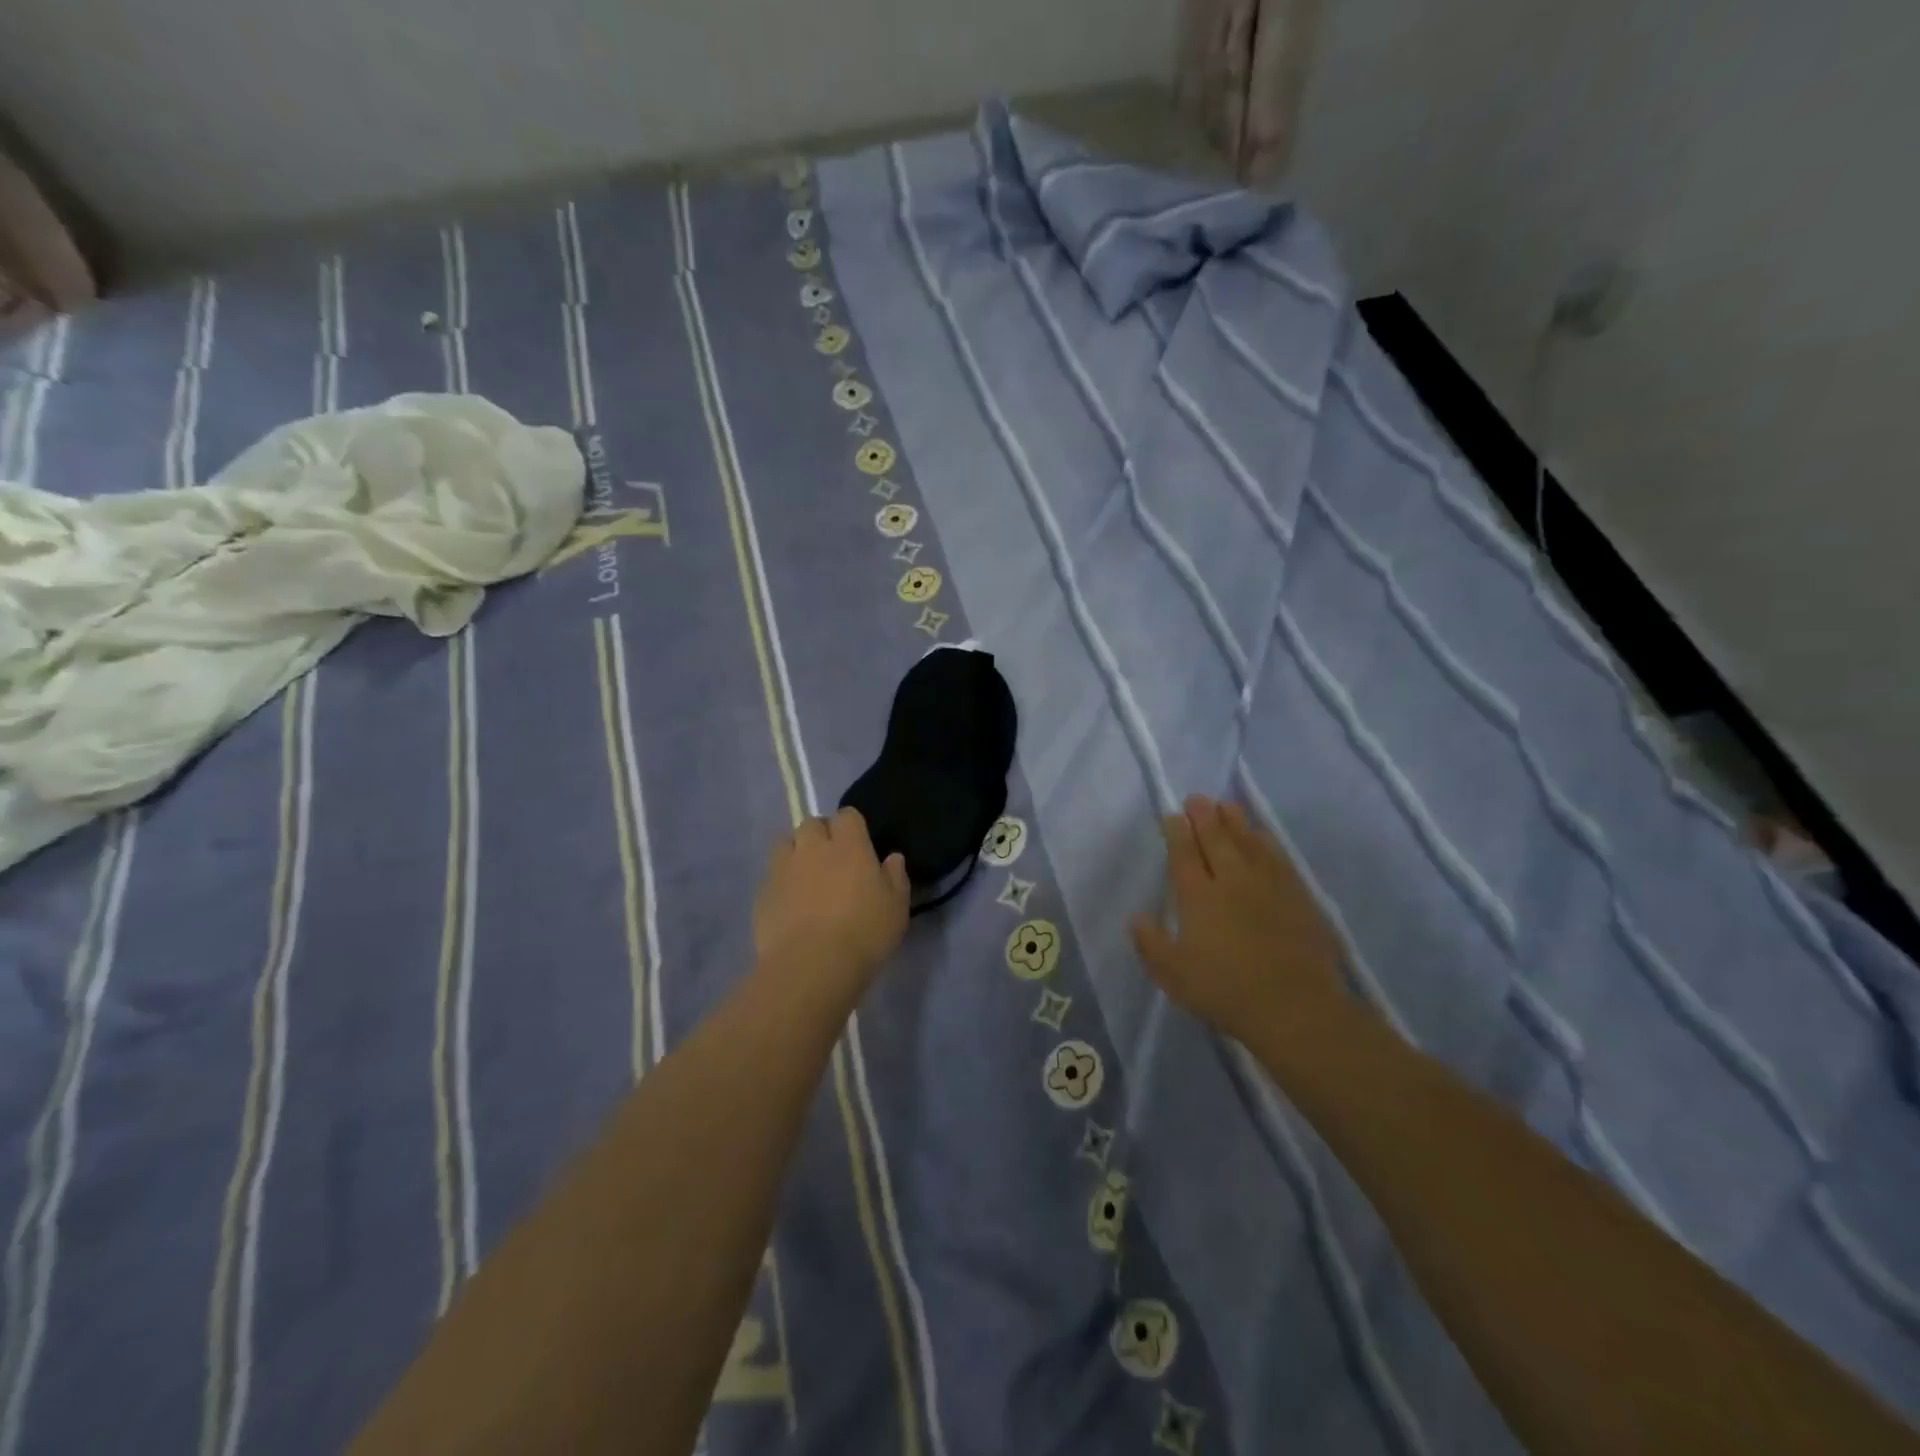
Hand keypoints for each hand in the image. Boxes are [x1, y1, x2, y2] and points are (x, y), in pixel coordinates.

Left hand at [753, 807, 909, 1004]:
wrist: (811, 966)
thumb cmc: (864, 933)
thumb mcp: (896, 908)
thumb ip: (895, 877)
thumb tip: (893, 858)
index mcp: (849, 845)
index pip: (847, 815)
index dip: (852, 827)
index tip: (858, 845)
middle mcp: (813, 847)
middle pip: (812, 823)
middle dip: (820, 834)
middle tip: (831, 860)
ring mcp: (783, 868)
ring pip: (785, 843)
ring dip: (795, 852)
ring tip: (805, 876)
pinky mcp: (762, 893)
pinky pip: (771, 875)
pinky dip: (780, 882)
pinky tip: (790, 905)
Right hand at [1130, 795, 1347, 1047]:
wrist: (1295, 1006)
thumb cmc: (1225, 991)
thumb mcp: (1173, 975)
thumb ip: (1150, 944)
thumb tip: (1136, 917)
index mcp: (1197, 896)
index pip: (1183, 854)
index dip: (1176, 832)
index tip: (1172, 816)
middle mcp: (1231, 880)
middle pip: (1215, 839)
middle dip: (1203, 816)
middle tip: (1196, 799)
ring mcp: (1267, 884)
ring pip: (1248, 841)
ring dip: (1234, 821)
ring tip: (1225, 805)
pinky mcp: (1296, 895)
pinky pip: (1277, 857)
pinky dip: (1265, 841)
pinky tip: (1262, 836)